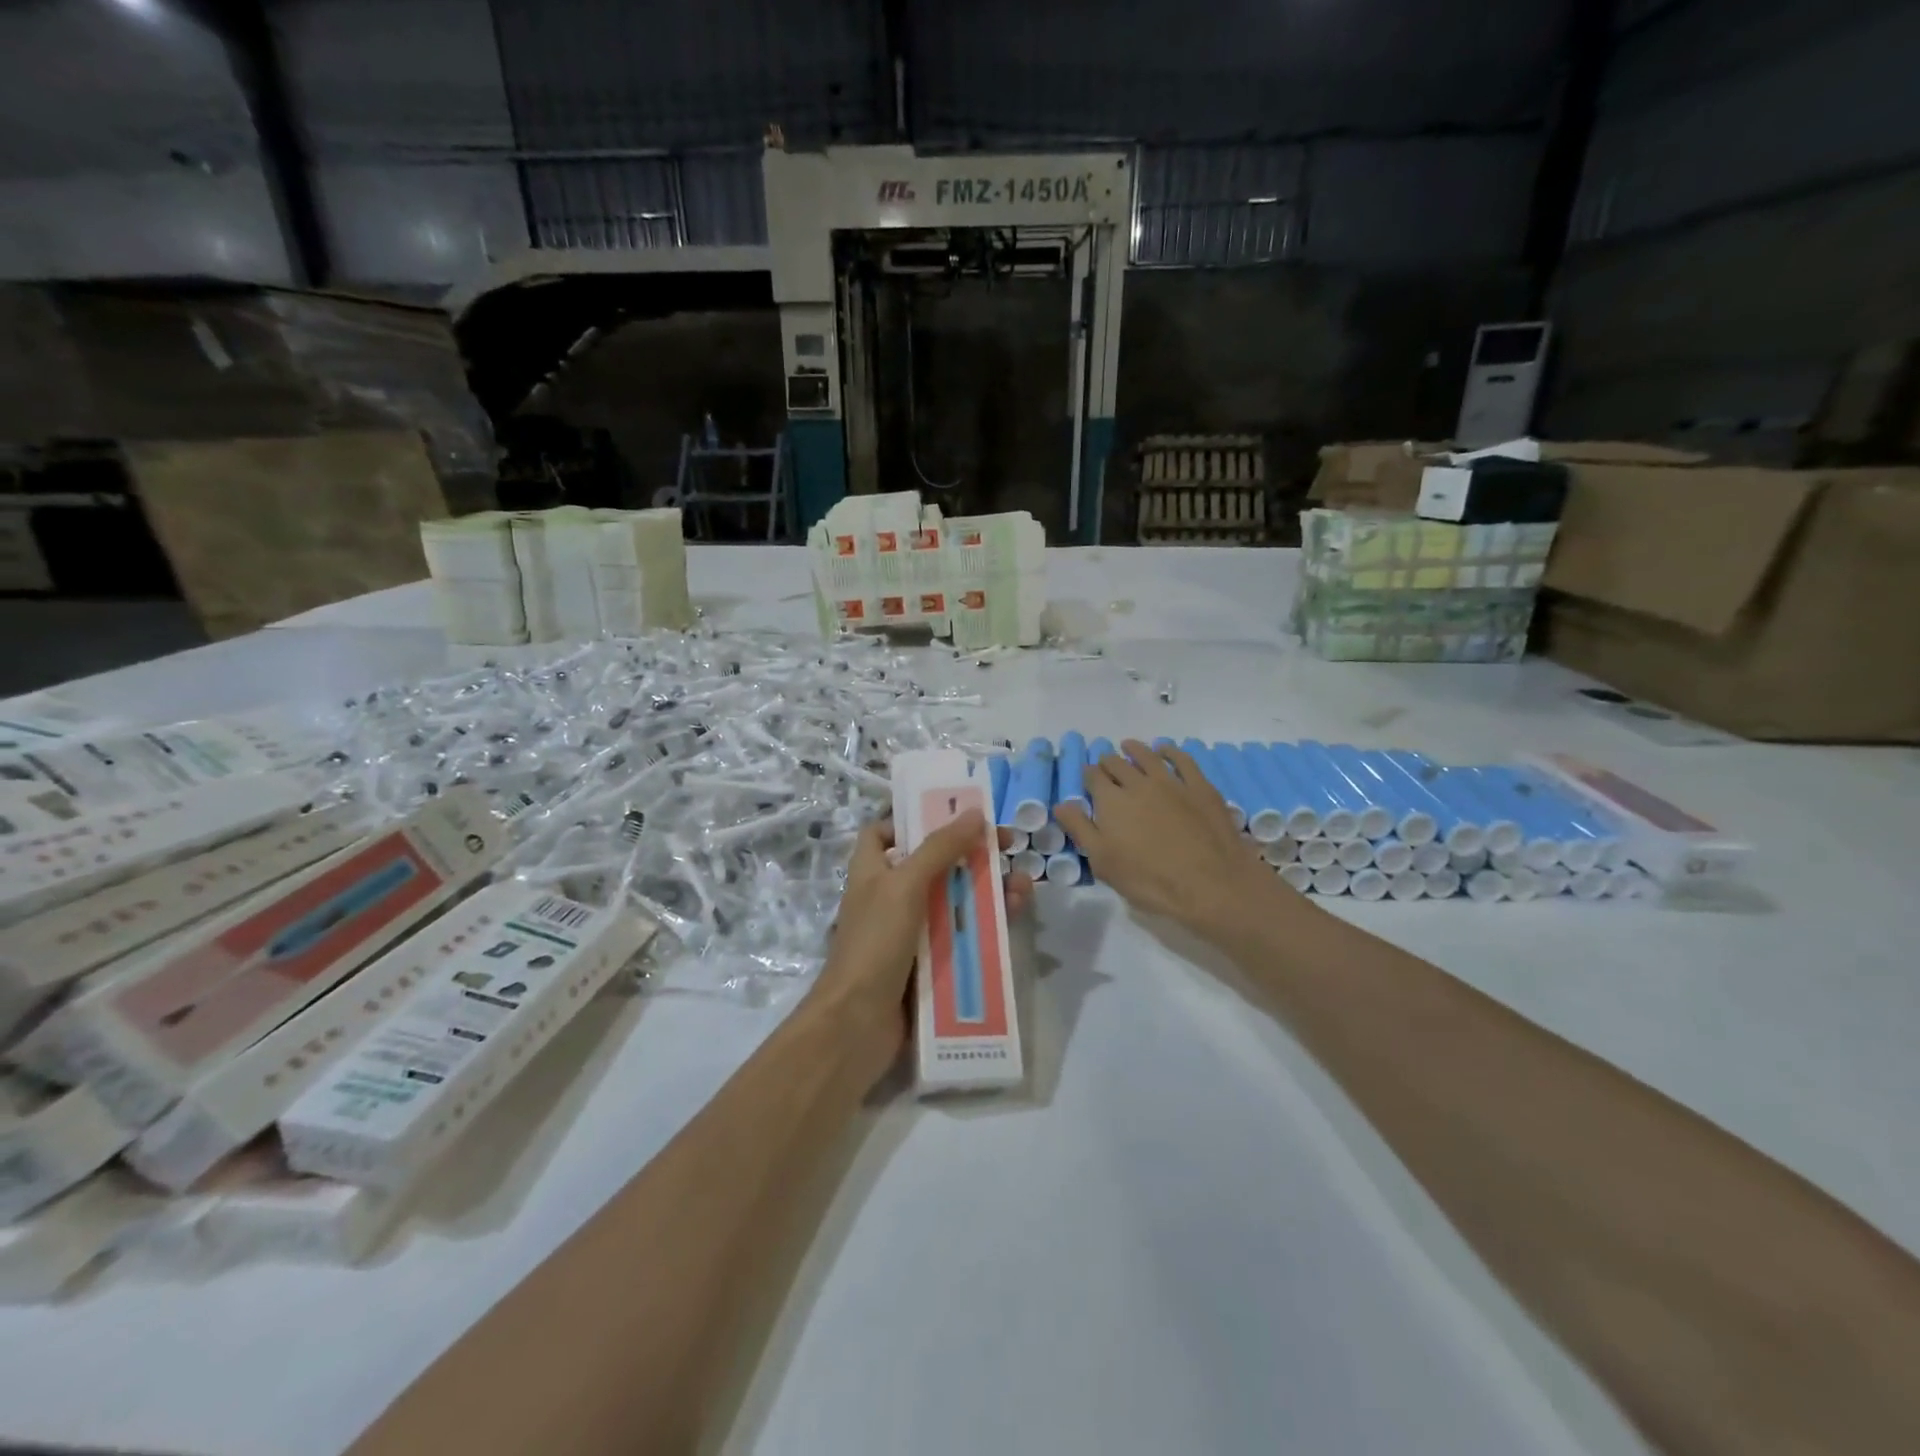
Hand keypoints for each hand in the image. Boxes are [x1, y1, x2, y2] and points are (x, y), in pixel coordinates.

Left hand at [811, 813, 1032, 1084]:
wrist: (858, 1024)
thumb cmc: (875, 943)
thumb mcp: (905, 886)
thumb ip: (939, 848)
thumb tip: (975, 813)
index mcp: (872, 872)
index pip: (883, 833)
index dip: (912, 821)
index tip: (952, 814)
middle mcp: (889, 897)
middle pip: (934, 864)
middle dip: (971, 854)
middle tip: (1009, 847)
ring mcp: (910, 932)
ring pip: (955, 900)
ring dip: (989, 889)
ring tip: (1023, 886)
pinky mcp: (930, 962)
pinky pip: (962, 935)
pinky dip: (986, 924)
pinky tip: (1015, 916)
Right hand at [1055, 739, 1281, 936]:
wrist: (1210, 884)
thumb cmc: (1149, 879)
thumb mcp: (1103, 861)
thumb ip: (1080, 829)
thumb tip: (1061, 804)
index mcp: (1111, 801)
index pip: (1093, 778)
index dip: (1088, 776)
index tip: (1087, 779)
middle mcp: (1138, 783)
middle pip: (1118, 764)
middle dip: (1108, 762)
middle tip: (1106, 765)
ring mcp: (1172, 782)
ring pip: (1148, 756)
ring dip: (1135, 749)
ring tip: (1129, 746)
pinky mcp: (1200, 787)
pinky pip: (1183, 760)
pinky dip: (1171, 751)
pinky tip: (1166, 750)